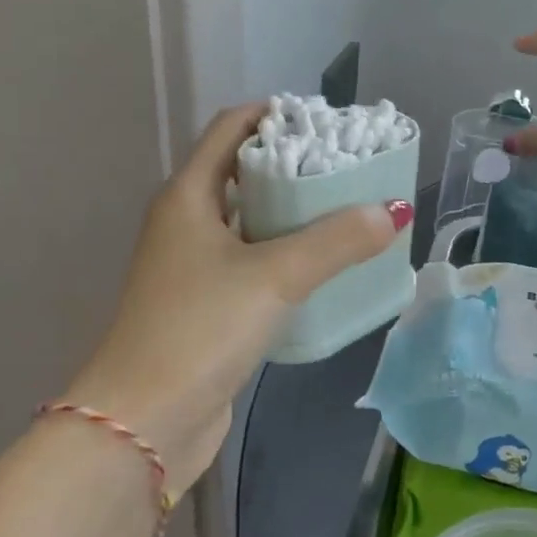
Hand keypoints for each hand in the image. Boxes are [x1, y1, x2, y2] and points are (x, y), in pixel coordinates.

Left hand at [60, 103, 408, 501]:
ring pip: (254, 221)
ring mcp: (196, 267)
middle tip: (354, 165)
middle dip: (298, 164)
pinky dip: (292, 255)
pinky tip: (330, 264)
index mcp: (188, 196)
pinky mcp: (211, 305)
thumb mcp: (274, 276)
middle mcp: (188, 223)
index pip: (232, 128)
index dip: (278, 115)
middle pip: (247, 172)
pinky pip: (258, 262)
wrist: (142, 422)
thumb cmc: (199, 330)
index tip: (330, 121)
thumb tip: (394, 210)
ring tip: (353, 209)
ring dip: (298, 213)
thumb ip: (336, 241)